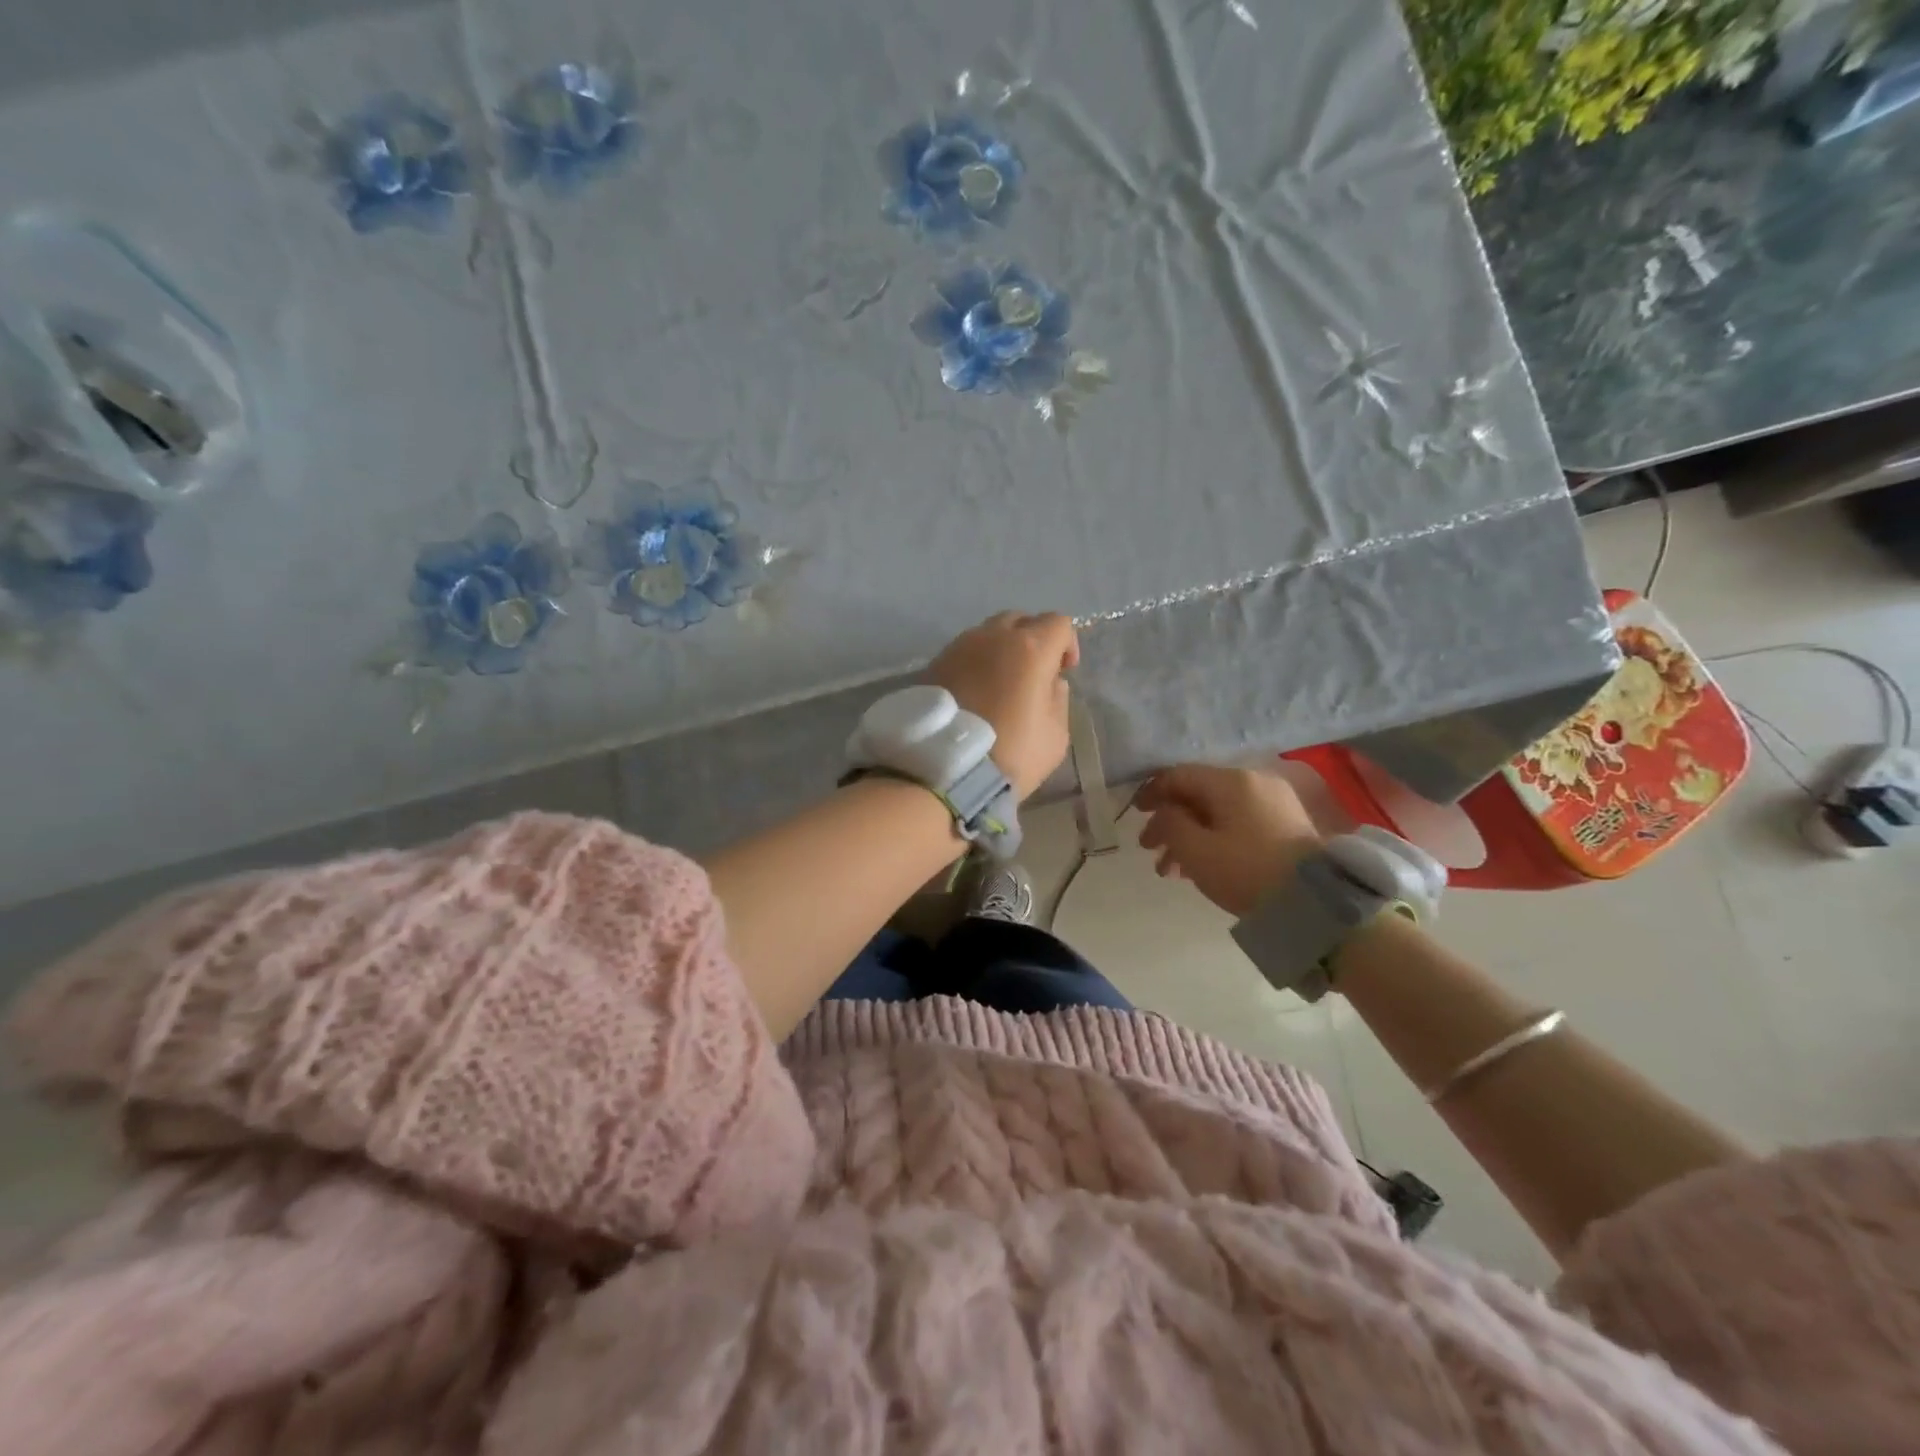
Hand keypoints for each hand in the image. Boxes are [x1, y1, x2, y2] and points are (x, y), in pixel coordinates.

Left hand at [926, 612, 1078, 798]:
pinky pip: (964, 652)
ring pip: (988, 633)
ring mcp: (959, 647)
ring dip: (1001, 650)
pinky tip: (975, 692)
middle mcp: (993, 636)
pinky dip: (976, 663)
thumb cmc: (1009, 754)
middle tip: (1033, 673)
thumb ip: (1058, 700)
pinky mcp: (934, 663)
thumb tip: (1051, 682)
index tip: (1064, 670)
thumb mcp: (1055, 736)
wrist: (942, 769)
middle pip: (1020, 620)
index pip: (1058, 623)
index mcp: (1029, 648)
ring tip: (1001, 684)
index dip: (1067, 644)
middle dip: (1033, 639)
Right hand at [1136, 763, 1322, 917]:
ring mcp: (1273, 802)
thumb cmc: (1246, 871)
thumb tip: (1164, 811)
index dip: (1152, 792)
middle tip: (1150, 850)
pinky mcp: (1286, 824)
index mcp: (1230, 781)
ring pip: (1218, 812)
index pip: (1180, 775)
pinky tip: (1201, 867)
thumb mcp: (1195, 850)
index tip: (1135, 814)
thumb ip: (1169, 823)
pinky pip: (1239, 822)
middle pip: (1199, 794)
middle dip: (1170, 821)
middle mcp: (1253, 782)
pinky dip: (1215, 838)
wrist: (1316, 901)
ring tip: (1172, 870)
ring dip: (1190, 835)